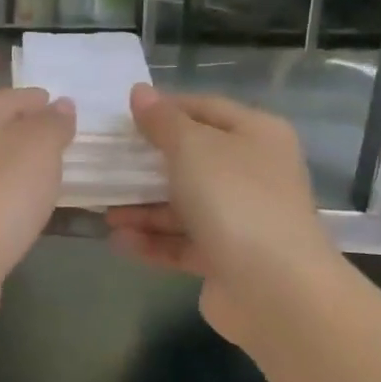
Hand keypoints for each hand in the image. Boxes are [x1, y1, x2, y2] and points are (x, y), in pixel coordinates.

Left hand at [0, 87, 75, 328]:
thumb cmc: (0, 194)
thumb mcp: (38, 148)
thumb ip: (52, 124)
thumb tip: (60, 105)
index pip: (10, 98)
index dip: (38, 100)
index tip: (64, 107)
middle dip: (27, 132)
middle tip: (63, 142)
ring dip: (17, 166)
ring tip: (50, 174)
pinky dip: (7, 196)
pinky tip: (24, 208)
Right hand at [106, 85, 337, 344]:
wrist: (275, 289)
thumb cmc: (234, 200)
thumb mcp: (193, 148)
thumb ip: (163, 121)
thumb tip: (140, 92)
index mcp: (256, 136)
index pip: (205, 108)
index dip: (165, 108)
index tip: (122, 116)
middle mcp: (253, 173)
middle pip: (192, 160)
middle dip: (146, 165)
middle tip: (106, 165)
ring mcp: (242, 219)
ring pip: (184, 205)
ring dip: (143, 209)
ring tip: (105, 213)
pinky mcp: (227, 258)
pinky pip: (183, 243)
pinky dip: (153, 241)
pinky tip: (119, 242)